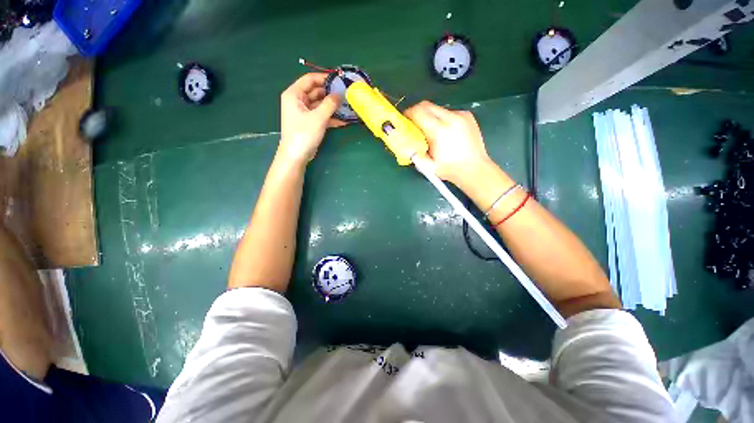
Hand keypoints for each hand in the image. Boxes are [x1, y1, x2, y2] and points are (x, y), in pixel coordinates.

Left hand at [278, 73, 344, 165]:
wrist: (296, 155)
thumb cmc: (304, 134)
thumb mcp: (318, 117)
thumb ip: (330, 104)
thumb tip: (339, 94)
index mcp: (294, 94)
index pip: (310, 79)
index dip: (324, 78)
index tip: (339, 80)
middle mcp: (298, 101)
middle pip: (316, 92)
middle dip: (330, 94)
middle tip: (346, 94)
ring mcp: (304, 112)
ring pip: (320, 105)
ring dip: (332, 107)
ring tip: (347, 106)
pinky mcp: (310, 123)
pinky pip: (321, 115)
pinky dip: (331, 117)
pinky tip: (343, 121)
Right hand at [404, 101, 490, 187]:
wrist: (474, 169)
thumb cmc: (450, 169)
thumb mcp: (426, 165)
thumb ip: (413, 152)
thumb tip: (404, 141)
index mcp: (439, 131)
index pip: (418, 111)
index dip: (408, 114)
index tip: (405, 120)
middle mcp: (451, 118)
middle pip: (427, 105)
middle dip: (417, 112)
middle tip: (414, 124)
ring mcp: (461, 115)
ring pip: (437, 108)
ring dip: (430, 116)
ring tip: (432, 131)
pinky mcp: (467, 115)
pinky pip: (449, 112)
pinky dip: (442, 119)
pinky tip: (445, 132)